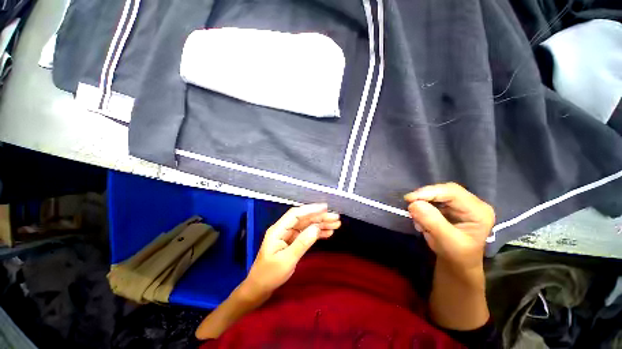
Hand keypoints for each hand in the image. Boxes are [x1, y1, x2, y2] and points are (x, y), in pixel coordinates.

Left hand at [243, 204, 340, 298]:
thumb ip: (302, 243)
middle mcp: (284, 229)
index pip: (296, 214)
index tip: (325, 208)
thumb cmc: (269, 275)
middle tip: (336, 218)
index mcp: (278, 230)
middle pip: (304, 219)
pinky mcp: (293, 242)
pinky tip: (328, 233)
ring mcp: (289, 235)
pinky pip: (307, 234)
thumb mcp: (286, 260)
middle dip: (320, 217)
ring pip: (307, 226)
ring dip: (321, 224)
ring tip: (336, 225)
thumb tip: (316, 227)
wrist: (259, 288)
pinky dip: (317, 233)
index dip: (311, 209)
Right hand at [404, 183, 494, 271]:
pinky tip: (421, 218)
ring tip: (417, 217)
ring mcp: (462, 204)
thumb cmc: (456, 255)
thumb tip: (414, 204)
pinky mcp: (452, 206)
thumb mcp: (446, 241)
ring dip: (423, 202)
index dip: (429, 192)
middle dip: (425, 196)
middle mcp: (473, 204)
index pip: (453, 193)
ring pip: (438, 193)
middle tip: (409, 205)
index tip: (409, 199)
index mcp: (479, 212)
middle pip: (445, 190)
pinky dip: (424, 206)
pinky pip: (434, 199)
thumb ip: (432, 221)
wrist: (458, 264)